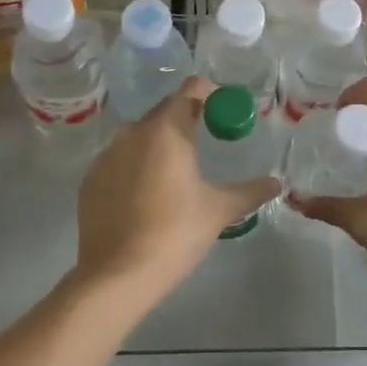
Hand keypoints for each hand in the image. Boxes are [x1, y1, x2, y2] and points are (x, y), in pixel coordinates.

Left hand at [73, 76, 279, 308]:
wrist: (118, 275)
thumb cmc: (176, 233)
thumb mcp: (219, 210)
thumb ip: (250, 191)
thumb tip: (276, 183)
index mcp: (167, 131)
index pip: (191, 90)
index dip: (210, 95)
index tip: (223, 114)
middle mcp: (133, 133)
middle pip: (164, 111)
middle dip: (186, 120)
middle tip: (205, 143)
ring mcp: (106, 156)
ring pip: (139, 136)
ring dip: (159, 143)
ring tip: (176, 172)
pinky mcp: (90, 180)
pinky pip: (118, 160)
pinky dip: (135, 166)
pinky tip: (146, 196)